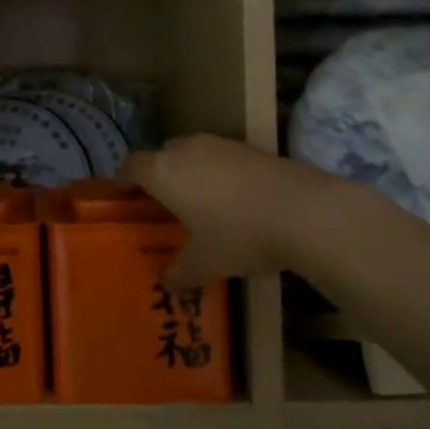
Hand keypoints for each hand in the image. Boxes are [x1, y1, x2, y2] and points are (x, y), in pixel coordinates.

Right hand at [122, 134, 357, 284]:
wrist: (305, 211)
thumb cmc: (239, 234)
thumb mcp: (206, 262)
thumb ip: (181, 272)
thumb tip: (168, 284)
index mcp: (163, 172)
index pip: (131, 166)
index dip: (124, 181)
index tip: (124, 197)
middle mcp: (186, 150)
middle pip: (162, 156)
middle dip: (160, 176)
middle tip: (165, 205)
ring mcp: (220, 144)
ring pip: (193, 154)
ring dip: (192, 173)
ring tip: (202, 203)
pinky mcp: (250, 147)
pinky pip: (222, 158)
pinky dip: (220, 174)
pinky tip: (236, 200)